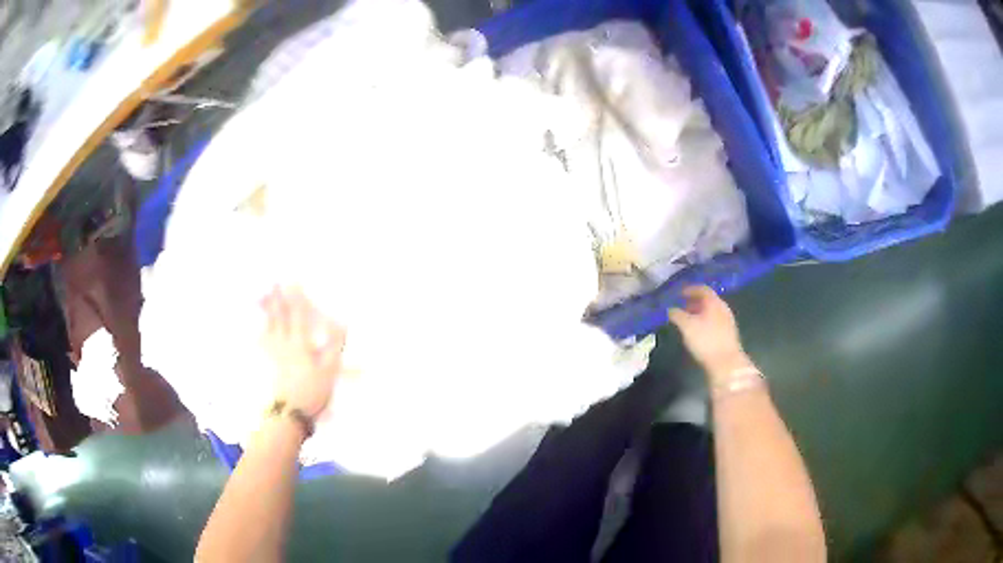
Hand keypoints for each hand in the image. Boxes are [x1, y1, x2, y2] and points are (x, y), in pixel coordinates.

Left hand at [262, 287, 345, 418]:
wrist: (287, 413)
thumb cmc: (311, 392)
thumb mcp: (329, 370)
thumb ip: (334, 345)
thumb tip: (340, 322)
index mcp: (299, 343)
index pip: (297, 315)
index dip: (295, 297)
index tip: (292, 280)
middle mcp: (282, 344)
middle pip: (279, 317)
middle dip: (277, 298)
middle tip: (273, 282)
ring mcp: (271, 355)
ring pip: (268, 326)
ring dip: (266, 310)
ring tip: (263, 296)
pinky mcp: (264, 366)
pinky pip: (259, 343)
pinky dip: (257, 332)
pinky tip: (256, 328)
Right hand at [668, 286, 751, 382]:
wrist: (726, 363)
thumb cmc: (706, 341)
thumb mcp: (686, 326)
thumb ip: (676, 315)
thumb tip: (669, 309)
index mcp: (714, 302)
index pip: (702, 289)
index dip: (689, 289)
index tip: (679, 293)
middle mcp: (723, 308)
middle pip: (707, 299)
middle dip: (693, 302)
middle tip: (681, 306)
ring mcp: (728, 320)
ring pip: (711, 311)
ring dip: (699, 312)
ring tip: (687, 319)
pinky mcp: (728, 333)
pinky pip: (715, 321)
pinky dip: (705, 321)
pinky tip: (698, 331)